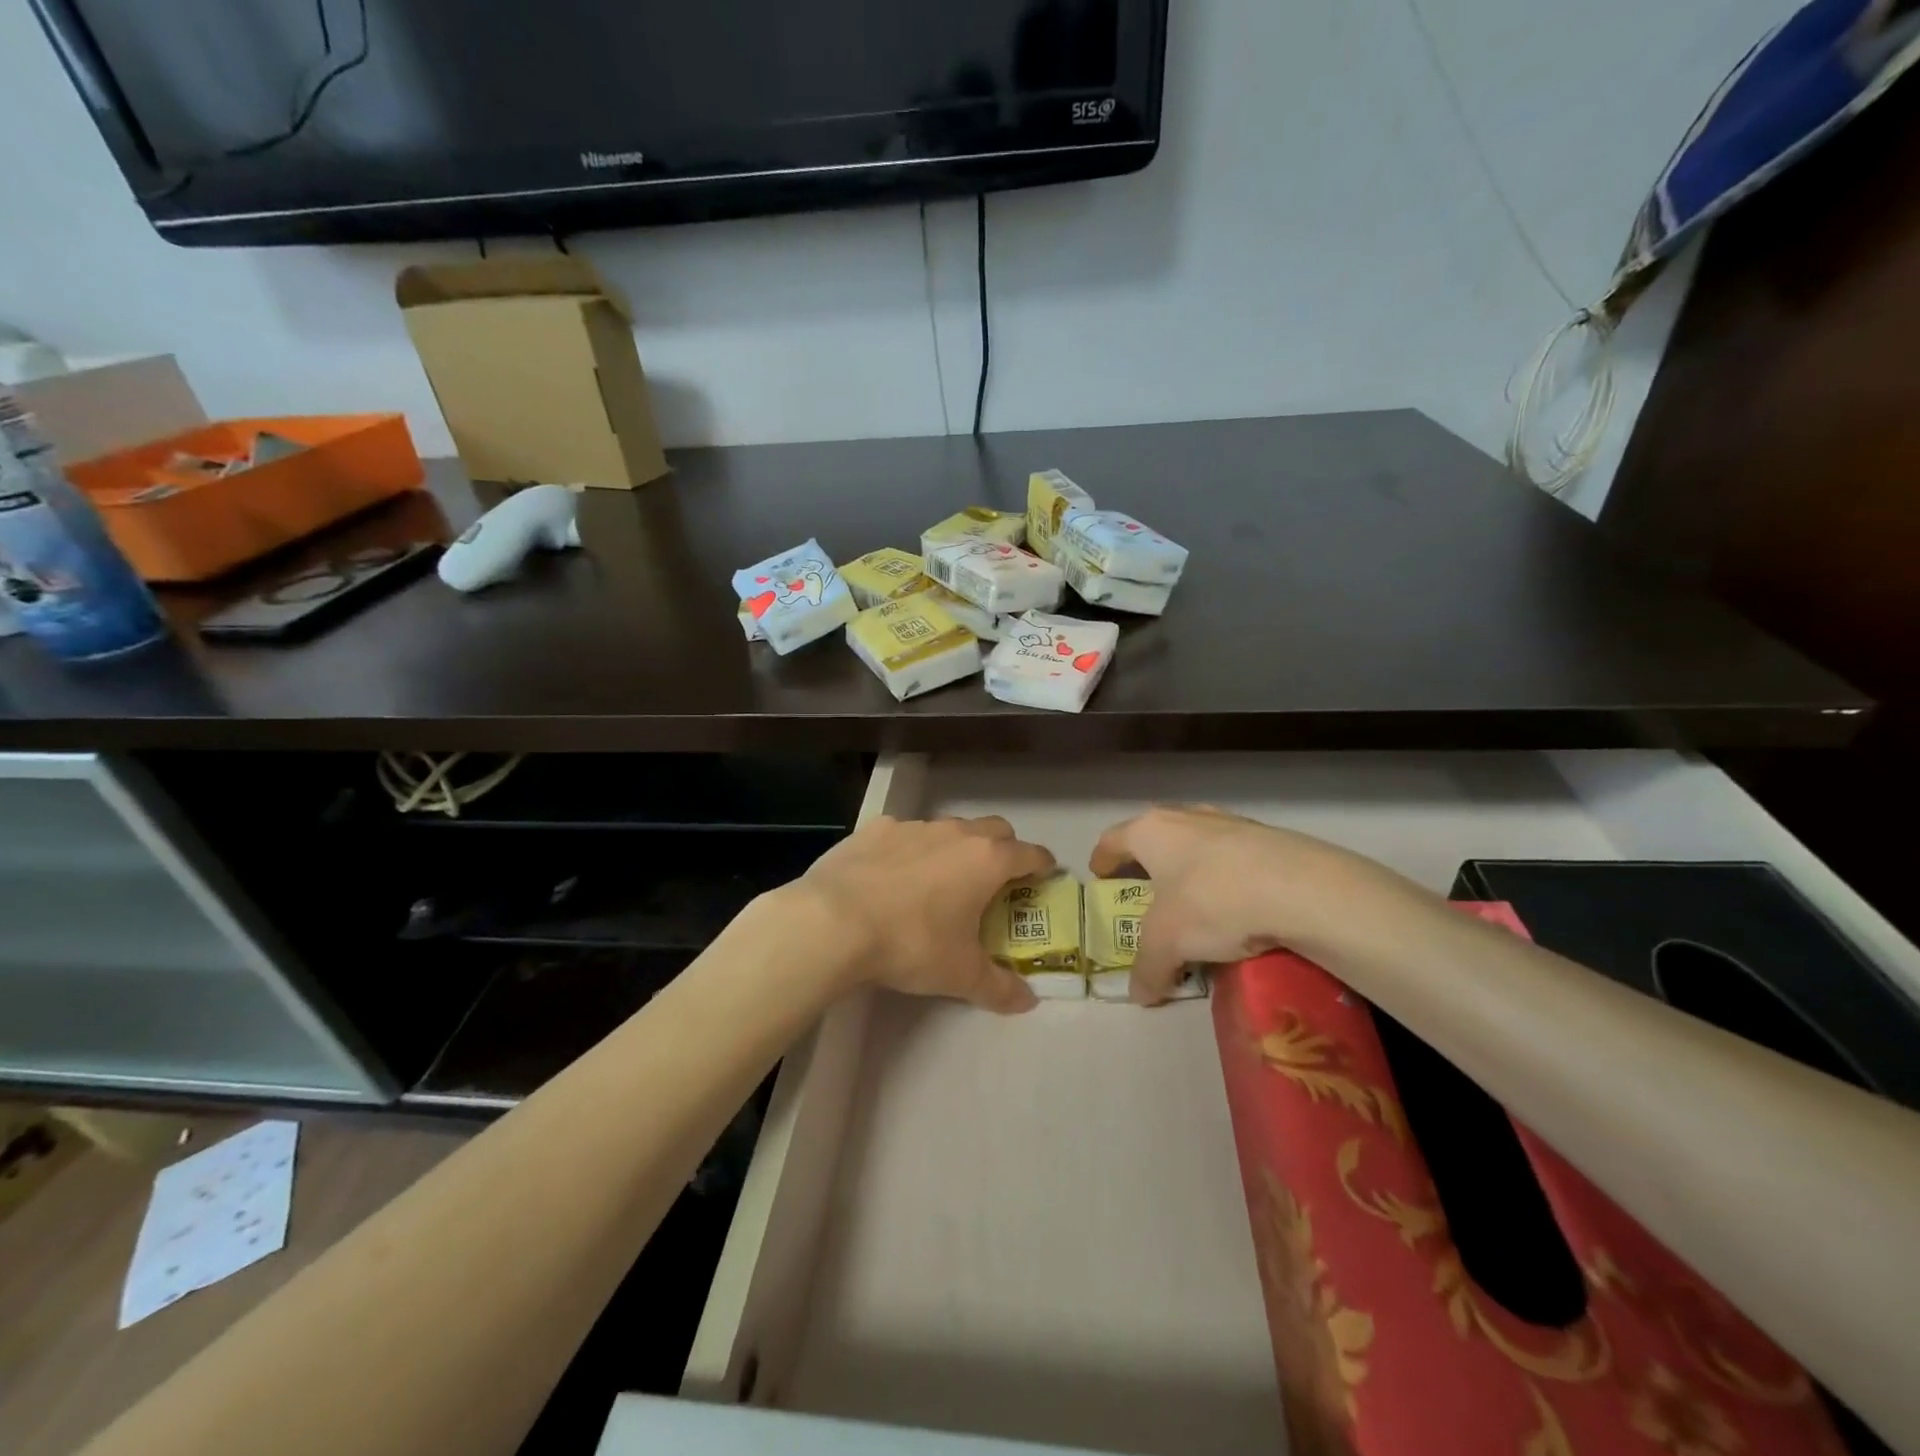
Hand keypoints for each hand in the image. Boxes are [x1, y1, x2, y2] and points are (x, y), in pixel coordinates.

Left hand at [790, 815, 1055, 1013]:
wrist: (833, 921)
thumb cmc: (910, 943)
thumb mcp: (959, 974)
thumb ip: (999, 987)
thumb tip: (1027, 1002)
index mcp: (986, 861)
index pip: (1030, 854)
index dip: (1042, 866)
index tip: (1045, 877)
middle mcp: (955, 833)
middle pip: (995, 829)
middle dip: (1003, 849)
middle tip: (995, 881)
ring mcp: (913, 826)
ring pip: (949, 829)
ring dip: (955, 848)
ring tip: (940, 881)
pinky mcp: (875, 829)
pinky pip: (904, 834)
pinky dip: (910, 850)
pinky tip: (892, 877)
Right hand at [1090, 805, 1394, 1004]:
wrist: (1304, 889)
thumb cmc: (1213, 902)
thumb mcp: (1168, 943)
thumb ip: (1147, 968)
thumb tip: (1140, 994)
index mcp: (1151, 830)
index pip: (1113, 840)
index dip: (1102, 860)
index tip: (1100, 877)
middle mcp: (1186, 816)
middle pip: (1155, 836)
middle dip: (1147, 862)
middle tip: (1145, 890)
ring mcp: (1230, 822)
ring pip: (1197, 842)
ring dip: (1189, 867)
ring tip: (1194, 900)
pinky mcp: (1269, 837)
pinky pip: (1233, 856)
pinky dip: (1226, 876)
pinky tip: (1238, 906)